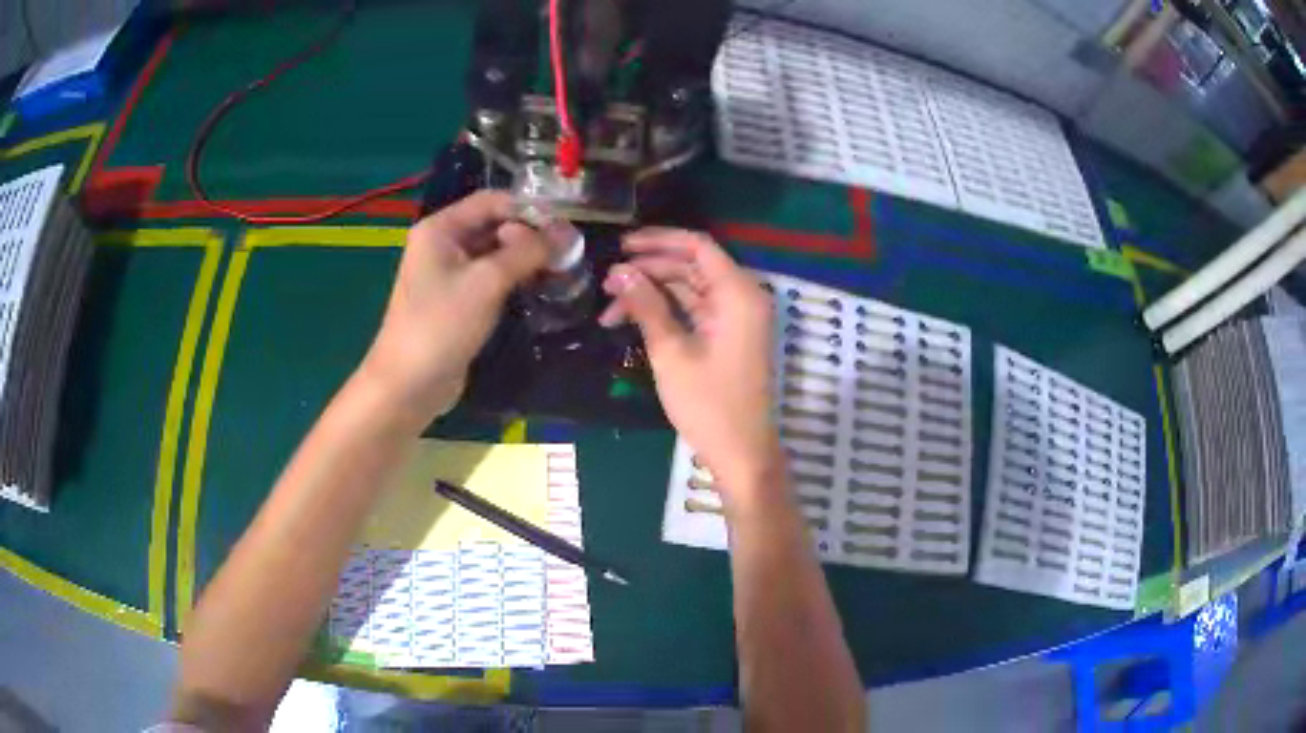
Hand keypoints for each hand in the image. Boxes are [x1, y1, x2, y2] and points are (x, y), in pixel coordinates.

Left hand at [355, 191, 550, 431]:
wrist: (409, 385)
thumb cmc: (441, 325)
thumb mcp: (487, 282)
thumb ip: (527, 251)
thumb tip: (565, 232)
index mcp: (441, 228)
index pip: (492, 201)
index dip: (529, 209)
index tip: (565, 226)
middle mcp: (443, 244)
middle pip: (494, 226)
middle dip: (530, 236)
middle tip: (568, 252)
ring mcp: (448, 274)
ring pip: (495, 254)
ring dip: (525, 259)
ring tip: (561, 269)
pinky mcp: (457, 301)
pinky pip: (490, 279)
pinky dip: (514, 279)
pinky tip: (540, 288)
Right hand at [600, 228, 783, 504]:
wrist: (741, 453)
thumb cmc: (708, 404)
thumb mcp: (671, 352)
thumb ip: (647, 306)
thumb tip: (619, 272)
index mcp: (737, 294)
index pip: (698, 247)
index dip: (658, 240)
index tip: (621, 246)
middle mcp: (742, 297)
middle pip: (692, 267)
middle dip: (648, 271)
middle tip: (606, 283)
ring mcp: (736, 318)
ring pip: (690, 289)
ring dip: (652, 294)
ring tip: (610, 307)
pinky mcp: (728, 336)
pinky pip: (695, 310)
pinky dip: (666, 312)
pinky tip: (633, 320)